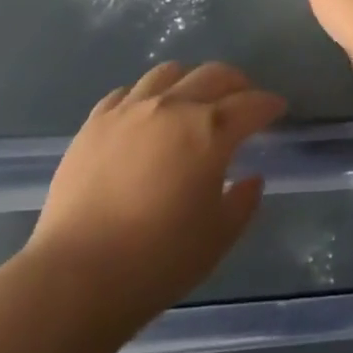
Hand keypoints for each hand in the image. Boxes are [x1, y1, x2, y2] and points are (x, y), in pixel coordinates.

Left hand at [24, 61, 285, 331]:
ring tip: (192, 101)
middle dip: (237, 84)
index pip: (252, 105)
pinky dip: (145, 97)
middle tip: (243, 99)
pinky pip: (127, 92)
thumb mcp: (218, 239)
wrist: (74, 279)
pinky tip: (145, 116)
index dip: (269, 104)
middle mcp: (174, 106)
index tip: (278, 108)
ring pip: (169, 72)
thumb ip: (243, 202)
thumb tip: (251, 177)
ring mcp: (130, 110)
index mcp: (211, 130)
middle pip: (214, 75)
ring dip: (190, 81)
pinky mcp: (95, 123)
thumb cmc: (157, 262)